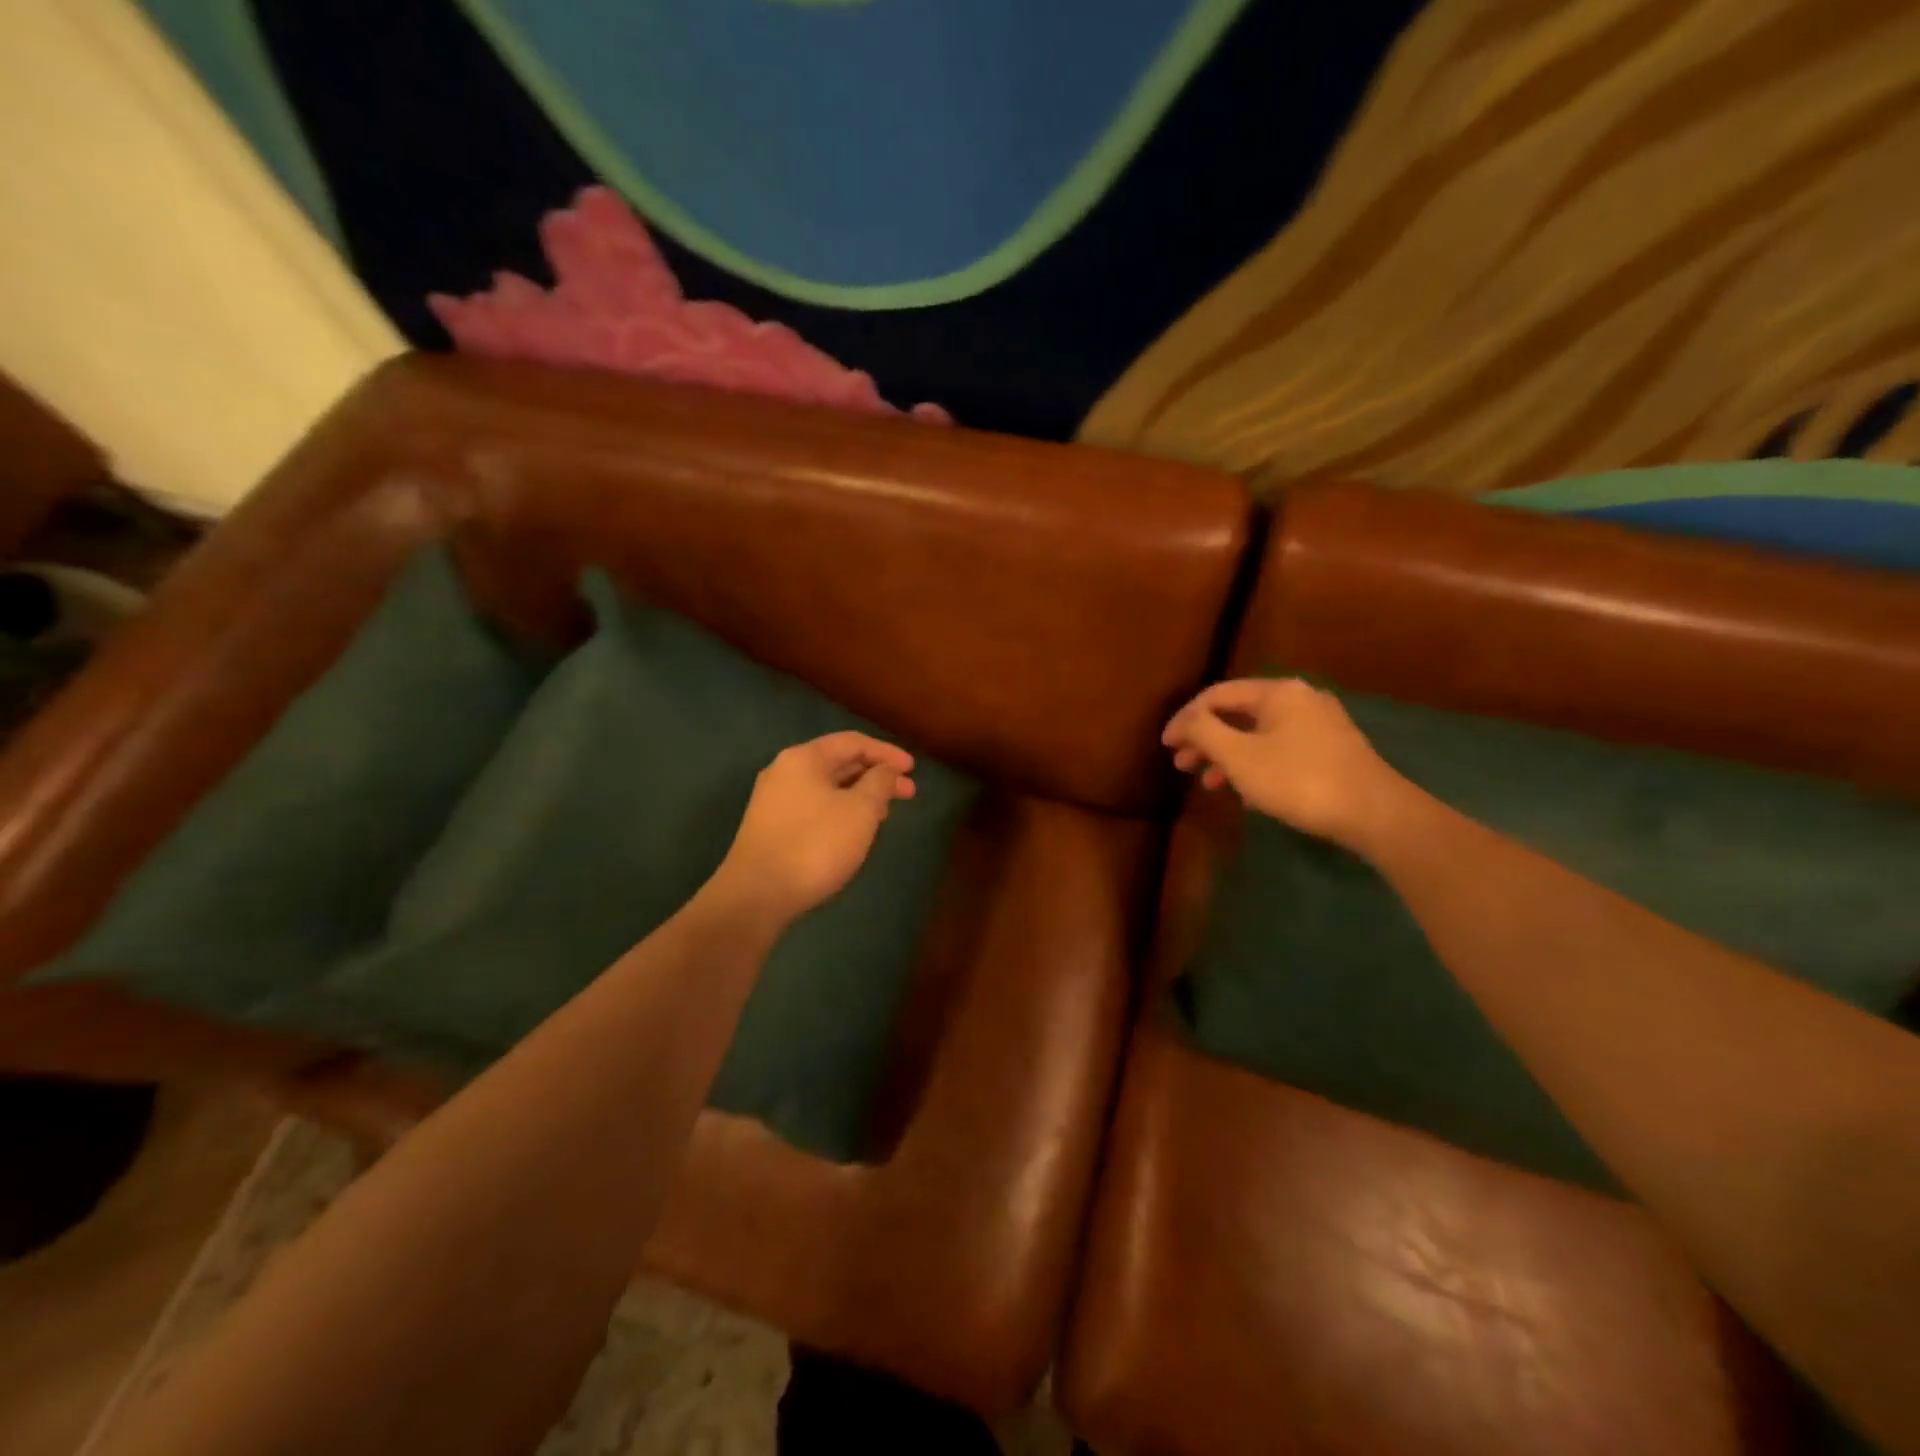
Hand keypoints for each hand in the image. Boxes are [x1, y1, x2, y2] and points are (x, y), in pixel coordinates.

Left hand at [713, 732, 916, 923]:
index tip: (913, 769)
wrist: (757, 895)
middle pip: (839, 763)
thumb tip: (884, 771)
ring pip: (826, 787)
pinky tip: (854, 831)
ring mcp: (773, 800)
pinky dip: (840, 810)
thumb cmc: (815, 844)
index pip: (853, 742)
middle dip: (876, 775)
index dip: (887, 753)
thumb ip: (879, 783)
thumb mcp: (860, 810)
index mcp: (804, 758)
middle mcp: (785, 771)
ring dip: (859, 795)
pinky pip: (814, 807)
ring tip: (885, 813)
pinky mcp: (770, 827)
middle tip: (908, 793)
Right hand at [1162, 678, 1404, 848]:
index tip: (1165, 745)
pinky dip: (1253, 763)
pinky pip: (1278, 747)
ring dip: (1227, 754)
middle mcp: (1299, 698)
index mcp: (1277, 692)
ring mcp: (1319, 724)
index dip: (1185, 719)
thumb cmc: (1298, 780)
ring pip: (1258, 733)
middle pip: (1238, 713)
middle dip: (1205, 738)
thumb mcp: (1239, 757)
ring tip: (1207, 782)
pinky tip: (1244, 790)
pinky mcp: (1331, 749)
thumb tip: (1185, 721)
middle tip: (1181, 763)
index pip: (1216, 695)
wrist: (1374, 813)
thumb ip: (1204, 732)